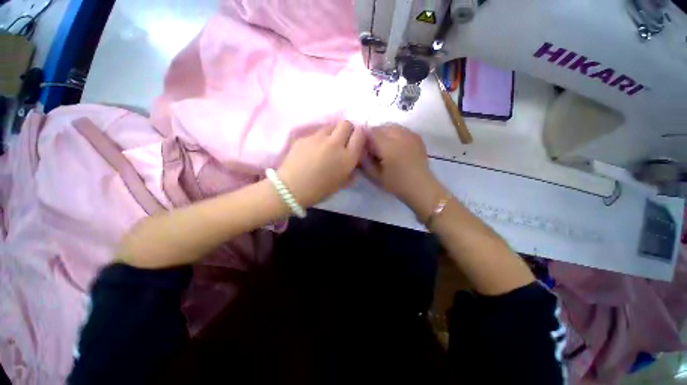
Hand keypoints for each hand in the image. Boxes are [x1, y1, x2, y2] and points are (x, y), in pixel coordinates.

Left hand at [278, 120, 364, 206]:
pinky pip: (316, 133)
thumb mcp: (341, 183)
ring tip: (326, 144)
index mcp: (347, 157)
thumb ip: (351, 170)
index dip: (360, 134)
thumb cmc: (320, 190)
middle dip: (347, 129)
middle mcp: (335, 144)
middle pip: (346, 123)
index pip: (360, 134)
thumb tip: (354, 161)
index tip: (356, 140)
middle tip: (342, 140)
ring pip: (330, 126)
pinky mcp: (305, 137)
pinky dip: (318, 139)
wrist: (292, 189)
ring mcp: (318, 138)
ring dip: (332, 133)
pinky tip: (312, 150)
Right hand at [362, 125, 446, 219]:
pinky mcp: (417, 137)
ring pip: (393, 126)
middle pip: (382, 127)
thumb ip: (365, 161)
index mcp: (389, 146)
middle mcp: (400, 136)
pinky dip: (395, 134)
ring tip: (385, 147)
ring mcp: (411, 135)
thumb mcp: (376, 176)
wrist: (420, 187)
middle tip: (374, 148)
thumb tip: (360, 149)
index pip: (372, 132)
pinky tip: (395, 146)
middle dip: (375, 135)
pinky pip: (402, 129)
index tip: (364, 147)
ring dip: (385, 133)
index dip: (365, 137)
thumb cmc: (397, 184)